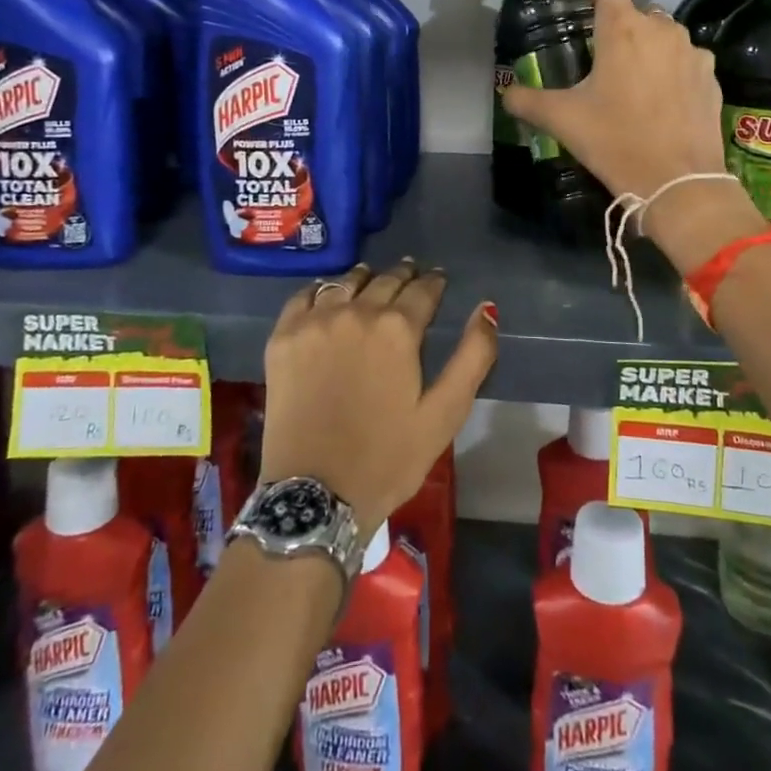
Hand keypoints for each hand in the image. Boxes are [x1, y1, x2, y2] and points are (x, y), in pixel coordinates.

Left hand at [260, 260, 496, 532]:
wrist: (315, 495)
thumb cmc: (387, 458)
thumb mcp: (445, 414)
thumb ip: (473, 356)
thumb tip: (487, 308)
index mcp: (398, 328)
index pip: (423, 289)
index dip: (434, 282)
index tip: (438, 279)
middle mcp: (356, 311)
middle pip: (385, 279)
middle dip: (403, 275)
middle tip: (410, 274)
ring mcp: (315, 322)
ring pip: (345, 282)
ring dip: (364, 278)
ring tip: (372, 280)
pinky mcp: (283, 337)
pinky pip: (303, 296)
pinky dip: (320, 291)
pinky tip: (327, 297)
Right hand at [499, 0, 761, 272]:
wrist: (681, 184)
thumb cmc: (617, 142)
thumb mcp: (564, 120)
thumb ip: (528, 100)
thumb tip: (507, 95)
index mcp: (621, 26)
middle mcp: (660, 26)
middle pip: (627, 10)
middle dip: (609, 30)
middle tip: (593, 67)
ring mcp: (691, 50)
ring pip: (656, 35)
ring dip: (639, 51)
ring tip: (626, 92)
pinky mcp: (710, 76)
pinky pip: (680, 60)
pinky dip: (665, 71)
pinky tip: (656, 106)